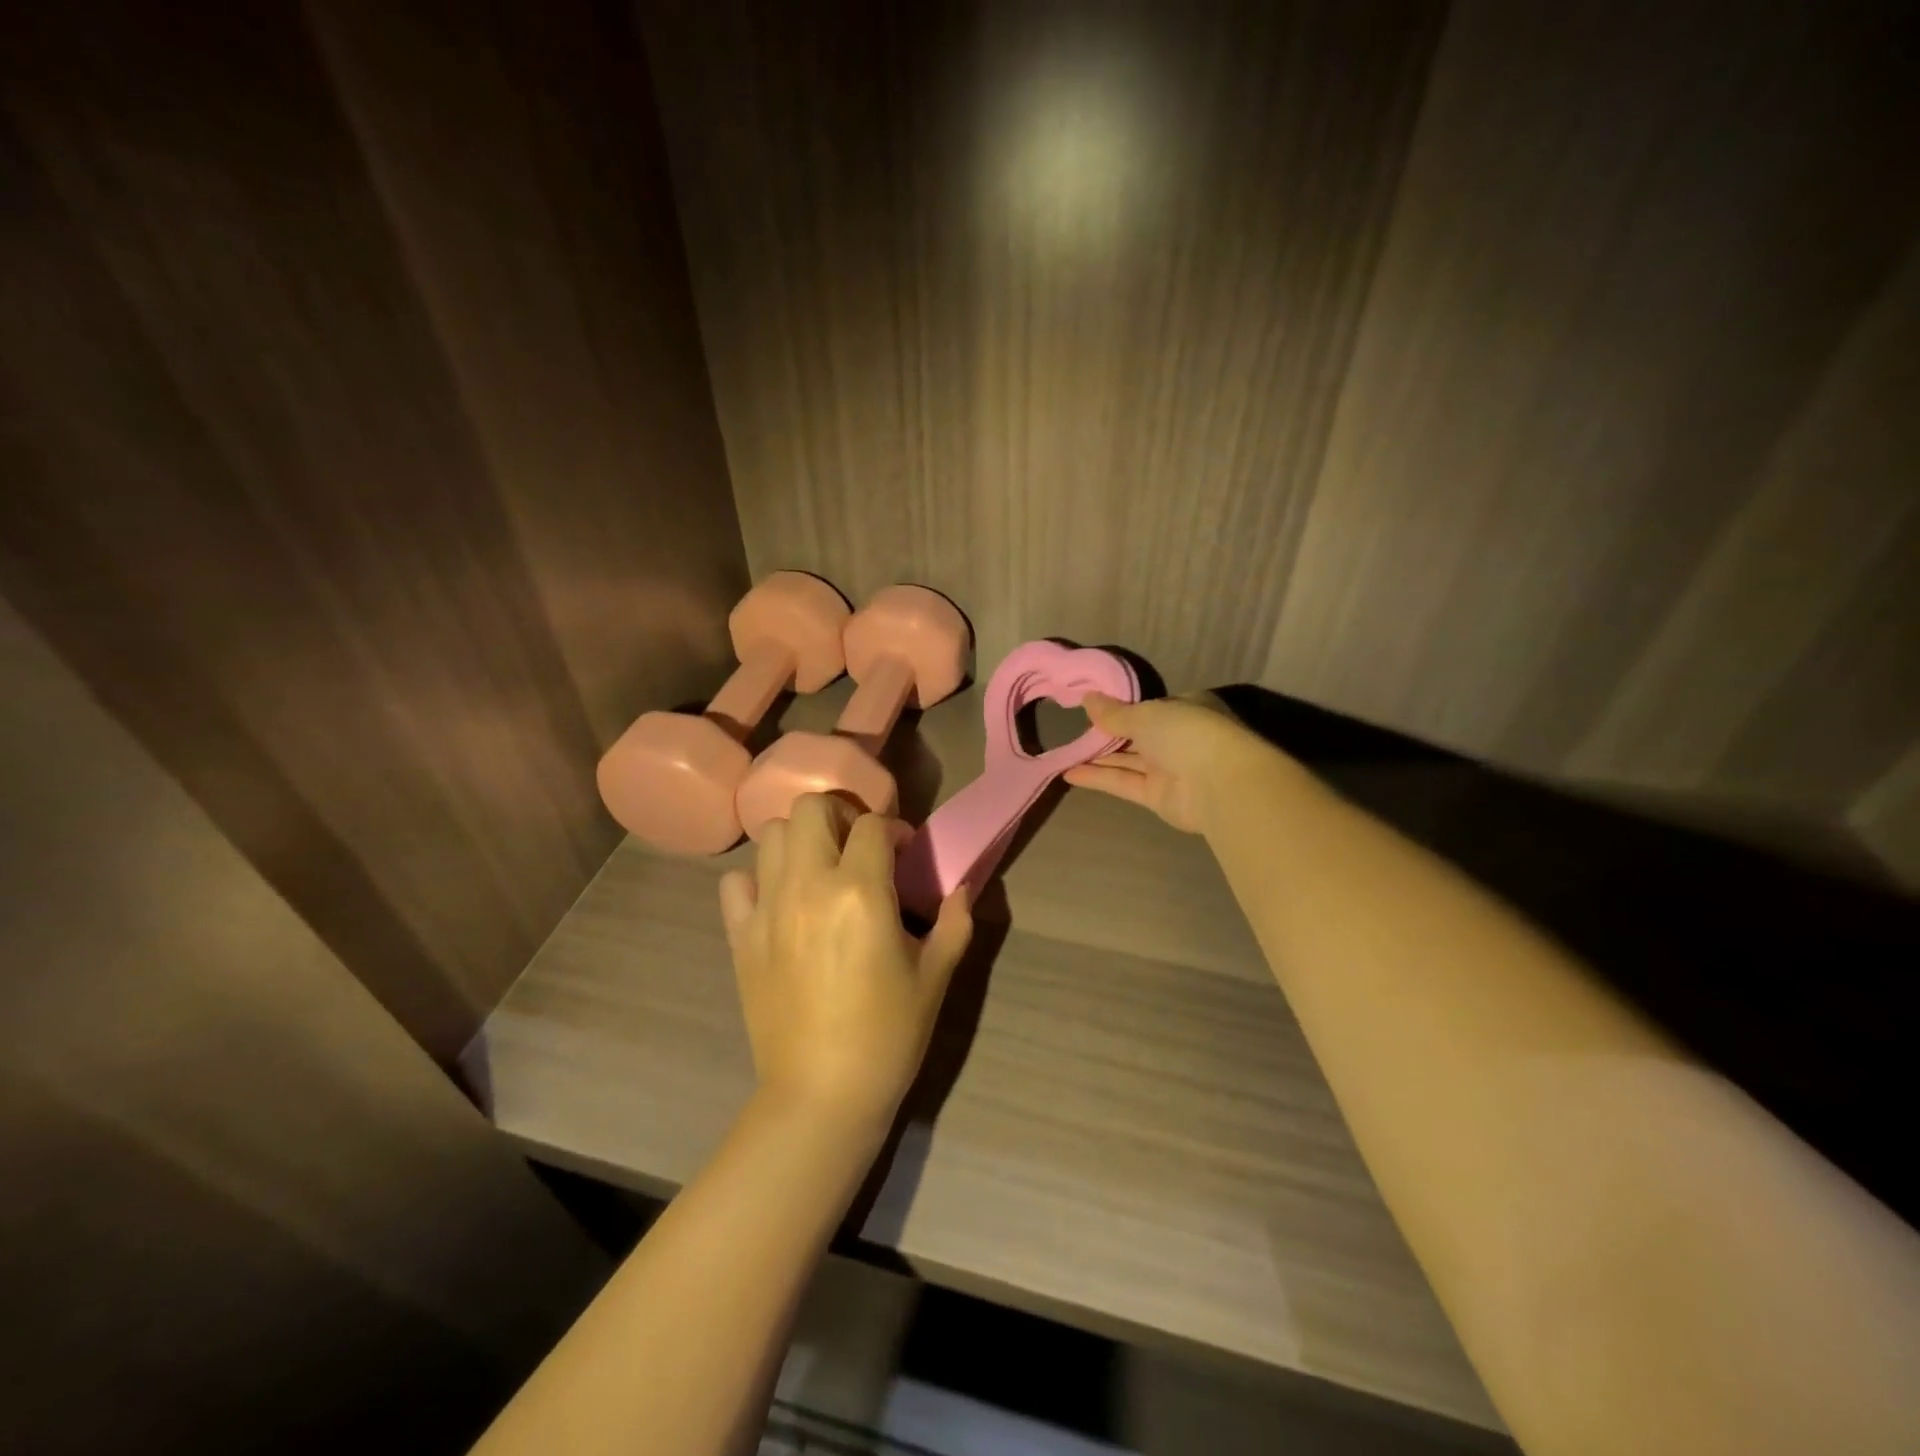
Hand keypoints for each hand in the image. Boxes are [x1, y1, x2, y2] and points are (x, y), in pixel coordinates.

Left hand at [719, 795, 972, 1130]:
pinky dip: (758, 879)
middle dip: (840, 814)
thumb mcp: (935, 977)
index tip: (904, 852)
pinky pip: (735, 883)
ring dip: (801, 839)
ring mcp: (768, 909)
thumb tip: (960, 888)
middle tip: (858, 845)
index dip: (894, 830)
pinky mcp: (740, 936)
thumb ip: (954, 923)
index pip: (873, 825)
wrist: (821, 1094)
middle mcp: (808, 887)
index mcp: (861, 894)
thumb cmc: (889, 1036)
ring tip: (821, 868)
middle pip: (810, 808)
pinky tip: (781, 901)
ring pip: (771, 834)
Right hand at [1064, 692, 1263, 832]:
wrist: (1218, 784)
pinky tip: (1070, 773)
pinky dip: (1099, 778)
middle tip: (1074, 730)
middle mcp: (1179, 737)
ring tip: (1065, 752)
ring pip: (1128, 760)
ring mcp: (1169, 768)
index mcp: (1185, 708)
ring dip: (1099, 756)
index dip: (1122, 708)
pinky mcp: (1157, 796)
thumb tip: (1087, 698)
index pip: (1150, 707)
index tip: (1093, 708)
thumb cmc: (1186, 732)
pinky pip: (1124, 782)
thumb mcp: (1144, 714)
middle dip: (1108, 733)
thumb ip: (1114, 712)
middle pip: (1137, 734)